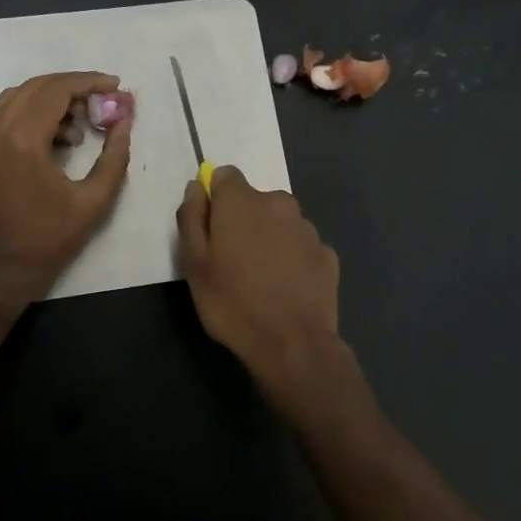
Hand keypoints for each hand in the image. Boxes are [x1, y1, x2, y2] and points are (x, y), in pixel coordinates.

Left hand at [0, 71, 132, 304]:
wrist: (0, 270)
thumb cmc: (49, 239)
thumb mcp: (94, 201)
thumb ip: (114, 157)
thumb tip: (124, 121)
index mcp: (22, 142)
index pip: (57, 91)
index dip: (89, 82)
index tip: (115, 85)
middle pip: (38, 87)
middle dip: (73, 87)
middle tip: (103, 100)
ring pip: (20, 96)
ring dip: (53, 98)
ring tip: (83, 121)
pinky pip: (7, 112)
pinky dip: (33, 111)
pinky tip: (58, 135)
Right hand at [177, 167, 364, 420]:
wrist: (293, 345)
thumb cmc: (233, 303)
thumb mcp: (194, 264)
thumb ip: (192, 218)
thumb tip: (196, 188)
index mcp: (243, 201)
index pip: (225, 176)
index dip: (215, 198)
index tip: (210, 228)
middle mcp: (279, 203)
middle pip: (254, 200)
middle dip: (243, 221)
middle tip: (233, 261)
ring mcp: (308, 228)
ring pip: (280, 223)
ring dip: (270, 239)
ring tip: (261, 279)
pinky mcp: (328, 254)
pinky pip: (301, 247)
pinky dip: (292, 259)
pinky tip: (286, 289)